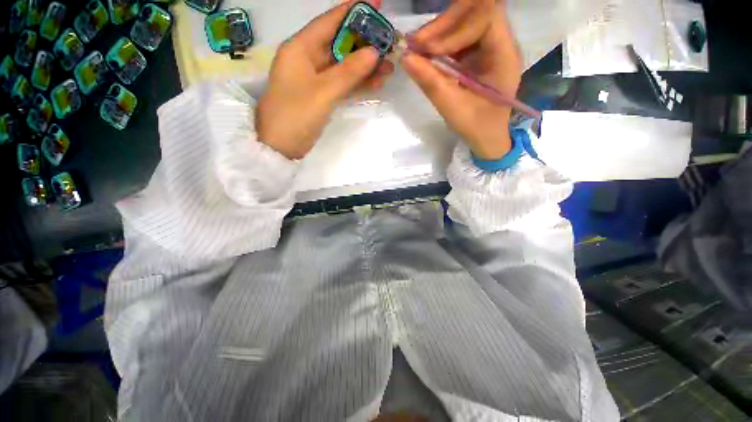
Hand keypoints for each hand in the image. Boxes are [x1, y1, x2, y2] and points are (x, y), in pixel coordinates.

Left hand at [256, 1, 394, 159]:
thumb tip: (374, 52)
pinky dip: (357, 84)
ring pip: (344, 67)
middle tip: (389, 45)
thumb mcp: (323, 92)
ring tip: (389, 68)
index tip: (377, 5)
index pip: (329, 22)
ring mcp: (315, 79)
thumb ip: (348, 72)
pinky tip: (375, 83)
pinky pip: (342, 84)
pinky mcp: (321, 96)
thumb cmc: (295, 115)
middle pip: (340, 45)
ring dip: (365, 68)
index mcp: (300, 49)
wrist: (281, 146)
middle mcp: (307, 59)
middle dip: (364, 45)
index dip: (352, 11)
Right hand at [404, 3, 521, 159]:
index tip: (427, 50)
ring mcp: (489, 46)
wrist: (487, 137)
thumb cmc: (476, 127)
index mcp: (504, 55)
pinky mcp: (477, 53)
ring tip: (416, 48)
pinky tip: (426, 54)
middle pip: (474, 11)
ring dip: (439, 31)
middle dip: (443, 24)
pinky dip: (440, 41)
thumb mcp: (452, 108)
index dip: (454, 28)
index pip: (485, 17)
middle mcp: (500, 43)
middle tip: (415, 44)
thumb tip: (405, 57)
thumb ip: (430, 82)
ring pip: (465, 20)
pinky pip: (458, 36)